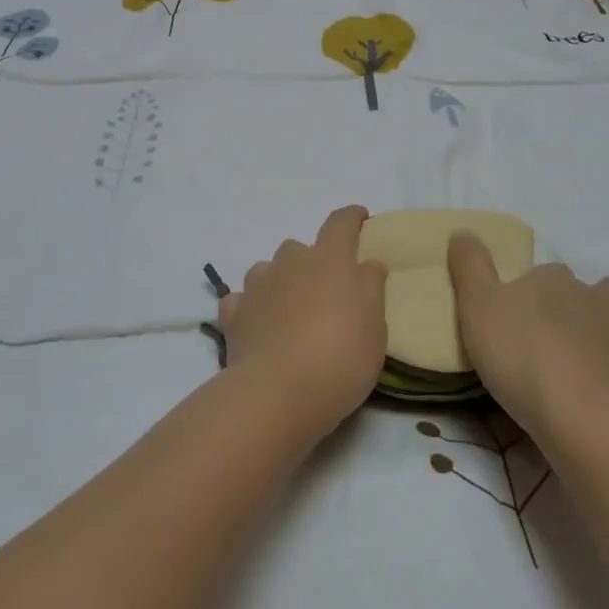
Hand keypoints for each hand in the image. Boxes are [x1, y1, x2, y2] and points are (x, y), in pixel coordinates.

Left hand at [219, 206, 388, 437]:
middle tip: (325, 294)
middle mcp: (290, 262)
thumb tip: (367, 263)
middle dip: (312, 263)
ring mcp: (258, 286)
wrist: (278, 392)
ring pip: (268, 271)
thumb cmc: (340, 357)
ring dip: (280, 283)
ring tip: (289, 312)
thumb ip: (371, 288)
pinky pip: (243, 300)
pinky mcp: (234, 312)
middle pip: (301, 249)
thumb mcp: (375, 327)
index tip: (360, 218)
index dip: (352, 217)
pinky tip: (258, 327)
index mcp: (329, 260)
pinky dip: (251, 308)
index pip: (341, 224)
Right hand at [446, 233, 608, 436]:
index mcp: (555, 281)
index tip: (524, 310)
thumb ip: (469, 266)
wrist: (578, 415)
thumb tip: (462, 231)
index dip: (541, 288)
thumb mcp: (476, 305)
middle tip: (573, 324)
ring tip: (601, 349)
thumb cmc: (519, 354)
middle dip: (599, 298)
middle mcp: (596, 300)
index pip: (553, 272)